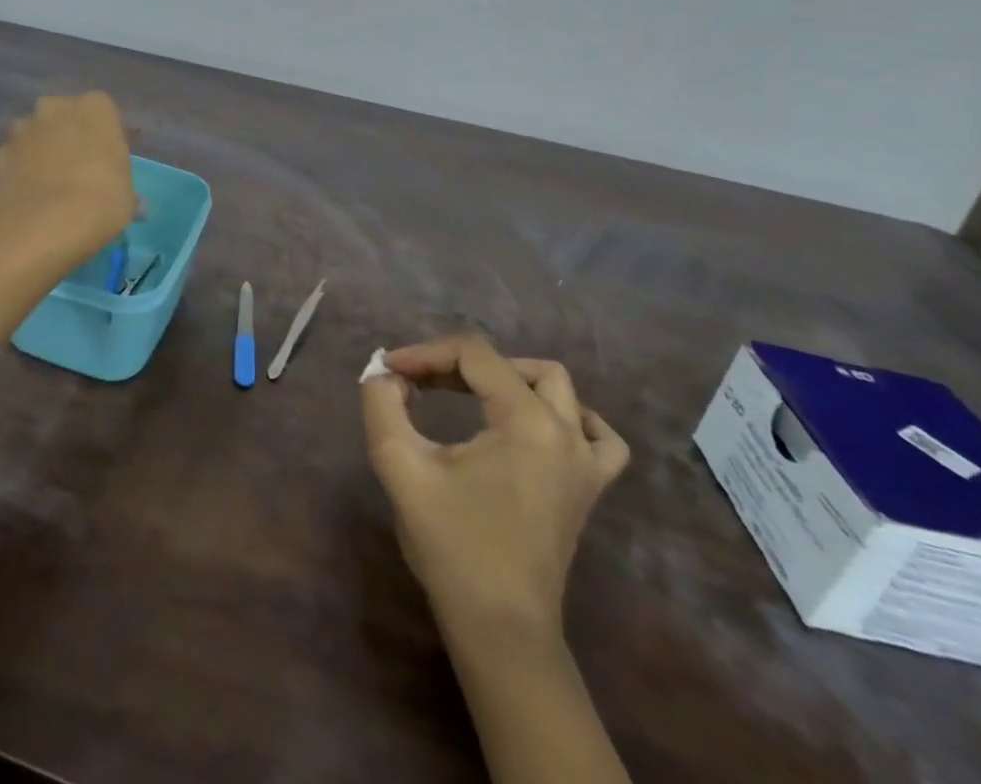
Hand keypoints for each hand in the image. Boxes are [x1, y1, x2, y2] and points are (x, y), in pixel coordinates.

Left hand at [0, 92, 136, 263]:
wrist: (42, 225)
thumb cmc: (100, 201)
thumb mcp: (128, 196)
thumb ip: (121, 184)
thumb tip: (127, 198)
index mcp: (96, 107)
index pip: (105, 114)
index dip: (107, 139)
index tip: (110, 164)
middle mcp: (56, 107)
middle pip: (66, 118)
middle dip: (70, 137)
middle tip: (80, 172)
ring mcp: (22, 128)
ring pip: (37, 135)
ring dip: (42, 152)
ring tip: (51, 188)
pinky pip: (16, 159)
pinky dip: (21, 172)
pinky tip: (29, 199)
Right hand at [362, 335, 628, 638]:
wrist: (499, 627)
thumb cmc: (451, 544)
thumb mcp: (400, 465)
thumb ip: (383, 405)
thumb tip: (385, 375)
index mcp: (527, 422)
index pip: (473, 355)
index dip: (425, 353)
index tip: (389, 371)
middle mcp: (565, 432)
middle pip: (512, 366)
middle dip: (459, 364)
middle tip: (420, 383)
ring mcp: (585, 463)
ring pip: (557, 389)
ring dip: (509, 379)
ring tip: (469, 393)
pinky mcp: (588, 489)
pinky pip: (597, 436)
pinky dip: (569, 417)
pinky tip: (538, 425)